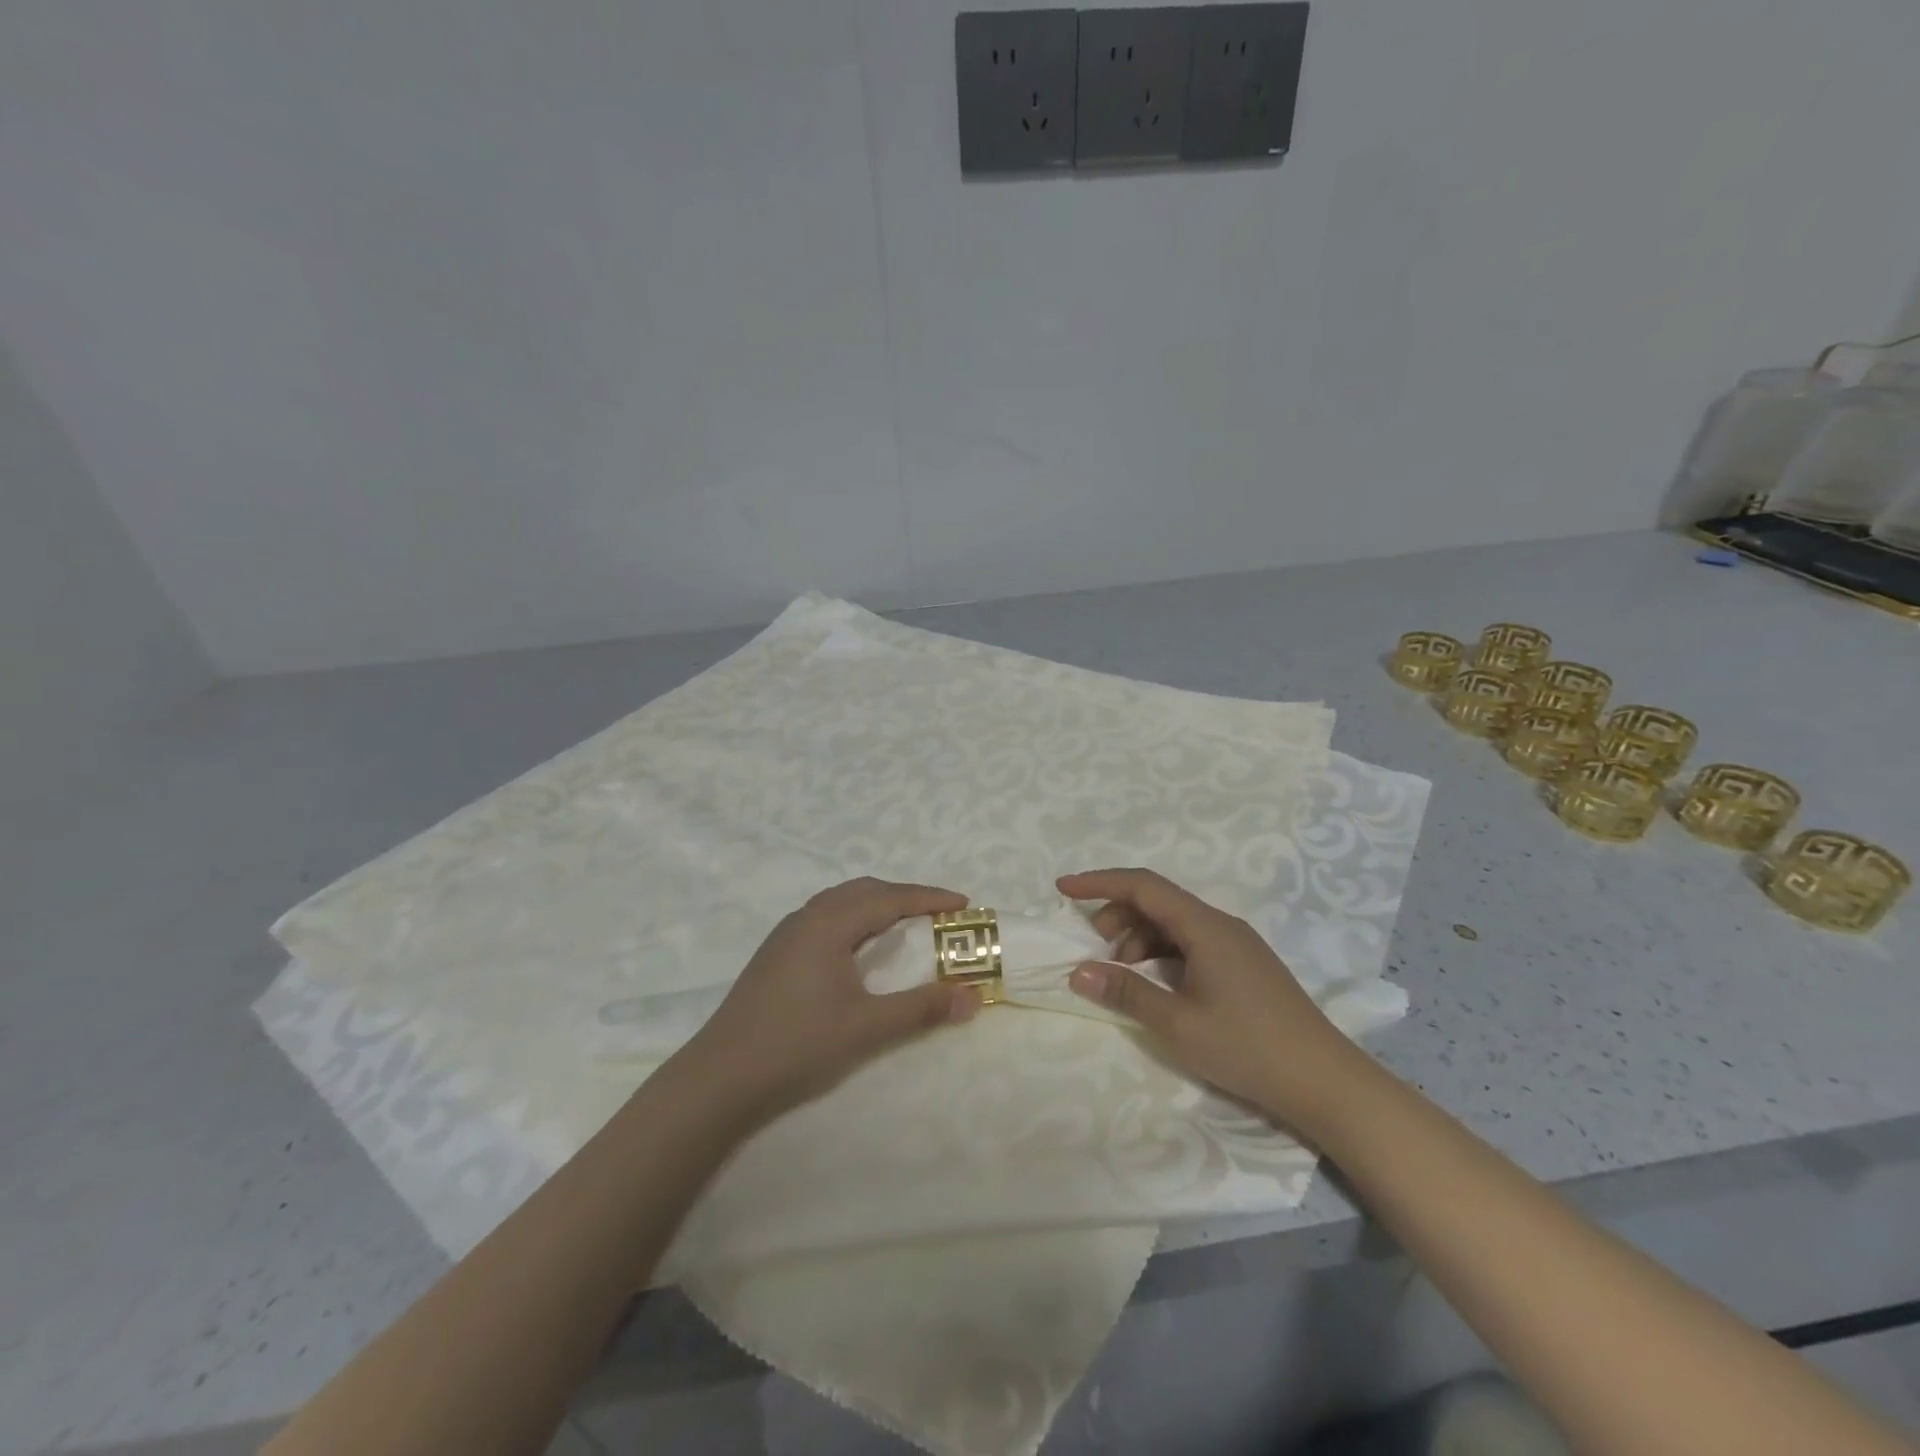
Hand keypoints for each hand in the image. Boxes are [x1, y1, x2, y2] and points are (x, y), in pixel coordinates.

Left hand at [669, 878, 981, 1126]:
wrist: (719, 1077)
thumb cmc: (797, 1045)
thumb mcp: (867, 1028)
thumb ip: (921, 1008)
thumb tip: (973, 996)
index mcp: (829, 923)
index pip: (890, 898)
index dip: (930, 898)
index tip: (964, 904)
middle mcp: (807, 917)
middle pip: (865, 891)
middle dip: (905, 896)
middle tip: (939, 915)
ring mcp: (786, 934)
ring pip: (841, 902)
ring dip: (878, 905)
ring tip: (906, 925)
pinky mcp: (776, 953)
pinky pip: (826, 917)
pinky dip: (855, 919)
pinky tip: (859, 948)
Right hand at [1058, 868, 1370, 1136]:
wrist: (1324, 1081)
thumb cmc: (1246, 1047)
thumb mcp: (1176, 1024)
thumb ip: (1125, 992)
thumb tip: (1078, 971)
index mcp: (1205, 926)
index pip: (1143, 885)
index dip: (1099, 882)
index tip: (1063, 889)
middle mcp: (1221, 924)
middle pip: (1158, 901)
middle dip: (1117, 914)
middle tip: (1094, 947)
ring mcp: (1236, 944)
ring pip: (1174, 923)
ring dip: (1139, 937)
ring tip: (1122, 972)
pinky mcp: (1244, 965)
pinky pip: (1191, 942)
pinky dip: (1162, 953)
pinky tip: (1156, 983)